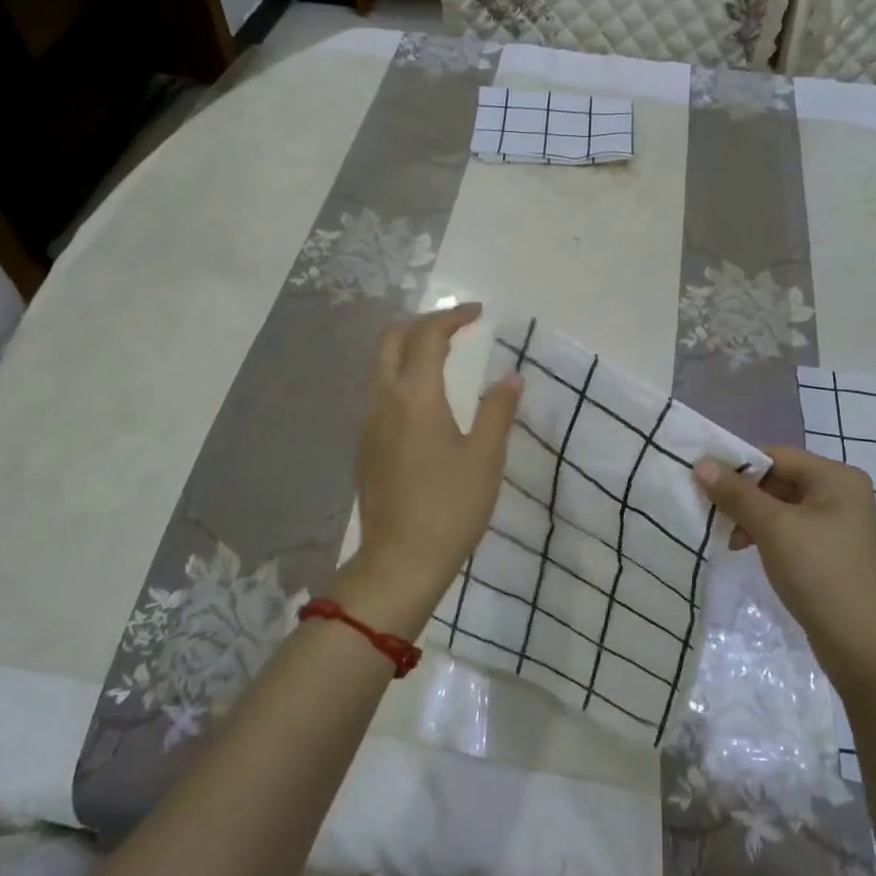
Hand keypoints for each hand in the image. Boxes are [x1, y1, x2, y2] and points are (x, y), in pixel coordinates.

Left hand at [342, 303, 520, 635]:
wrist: (400, 561)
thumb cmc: (450, 507)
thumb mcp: (485, 457)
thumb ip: (498, 410)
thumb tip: (511, 376)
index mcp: (415, 396)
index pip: (428, 336)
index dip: (453, 317)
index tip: (479, 314)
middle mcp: (384, 401)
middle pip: (390, 340)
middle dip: (421, 324)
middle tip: (456, 328)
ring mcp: (368, 424)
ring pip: (380, 367)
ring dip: (407, 349)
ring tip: (443, 356)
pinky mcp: (364, 447)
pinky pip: (378, 394)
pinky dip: (400, 377)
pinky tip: (425, 401)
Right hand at [694, 446, 875, 676]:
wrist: (860, 645)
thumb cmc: (819, 573)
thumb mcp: (773, 528)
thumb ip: (736, 493)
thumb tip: (701, 462)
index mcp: (836, 477)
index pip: (776, 455)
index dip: (738, 465)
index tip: (703, 482)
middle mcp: (841, 492)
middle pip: (778, 479)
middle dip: (743, 495)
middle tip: (712, 513)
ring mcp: (837, 522)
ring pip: (780, 505)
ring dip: (751, 516)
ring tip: (730, 539)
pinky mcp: (829, 548)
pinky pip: (789, 527)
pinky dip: (765, 534)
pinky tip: (746, 549)